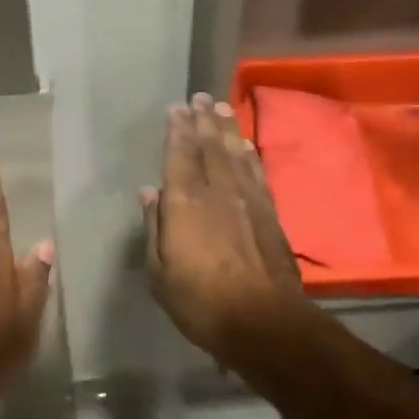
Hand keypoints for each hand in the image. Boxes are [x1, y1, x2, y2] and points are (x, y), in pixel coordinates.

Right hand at [141, 93, 305, 360]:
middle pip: (210, 147)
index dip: (178, 130)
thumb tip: (149, 192)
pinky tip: (247, 145)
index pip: (179, 155)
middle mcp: (217, 191)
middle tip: (201, 97)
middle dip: (204, 120)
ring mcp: (247, 200)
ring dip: (228, 129)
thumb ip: (154, 228)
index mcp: (185, 203)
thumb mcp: (159, 273)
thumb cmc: (200, 302)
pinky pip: (257, 173)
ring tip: (222, 109)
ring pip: (235, 154)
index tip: (177, 108)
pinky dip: (250, 154)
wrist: (263, 321)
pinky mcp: (270, 213)